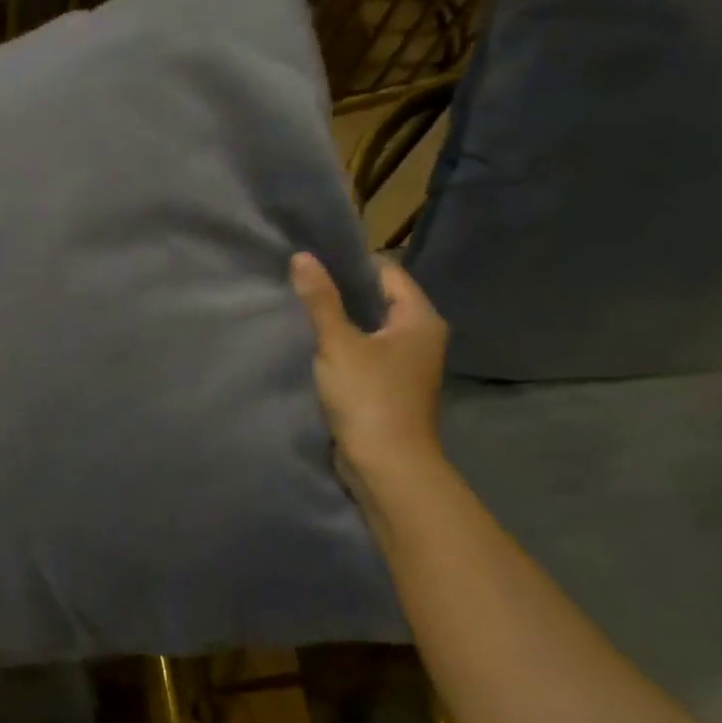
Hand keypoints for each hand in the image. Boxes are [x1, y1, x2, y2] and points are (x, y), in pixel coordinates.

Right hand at [290, 252, 447, 486]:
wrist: (386, 466)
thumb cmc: (369, 398)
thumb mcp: (339, 345)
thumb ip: (321, 301)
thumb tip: (302, 257)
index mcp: (420, 319)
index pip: (387, 273)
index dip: (351, 265)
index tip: (313, 263)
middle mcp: (420, 338)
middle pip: (379, 302)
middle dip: (342, 295)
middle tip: (301, 286)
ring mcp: (407, 366)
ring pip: (369, 331)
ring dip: (340, 324)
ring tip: (302, 314)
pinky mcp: (389, 389)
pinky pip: (364, 357)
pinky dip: (342, 351)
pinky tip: (314, 350)